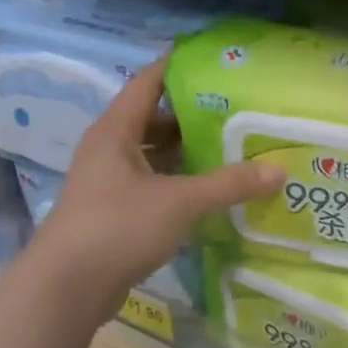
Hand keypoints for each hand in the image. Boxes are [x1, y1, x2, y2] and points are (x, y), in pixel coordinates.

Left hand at [31, 57, 282, 324]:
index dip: (177, 67)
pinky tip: (211, 191)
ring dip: (188, 152)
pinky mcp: (116, 213)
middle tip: (237, 110)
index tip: (214, 59)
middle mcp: (110, 150)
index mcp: (116, 131)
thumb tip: (279, 170)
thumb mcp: (180, 202)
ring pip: (155, 156)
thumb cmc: (118, 228)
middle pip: (154, 119)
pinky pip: (155, 185)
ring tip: (233, 148)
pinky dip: (181, 184)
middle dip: (193, 115)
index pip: (147, 83)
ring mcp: (111, 183)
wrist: (68, 287)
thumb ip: (230, 184)